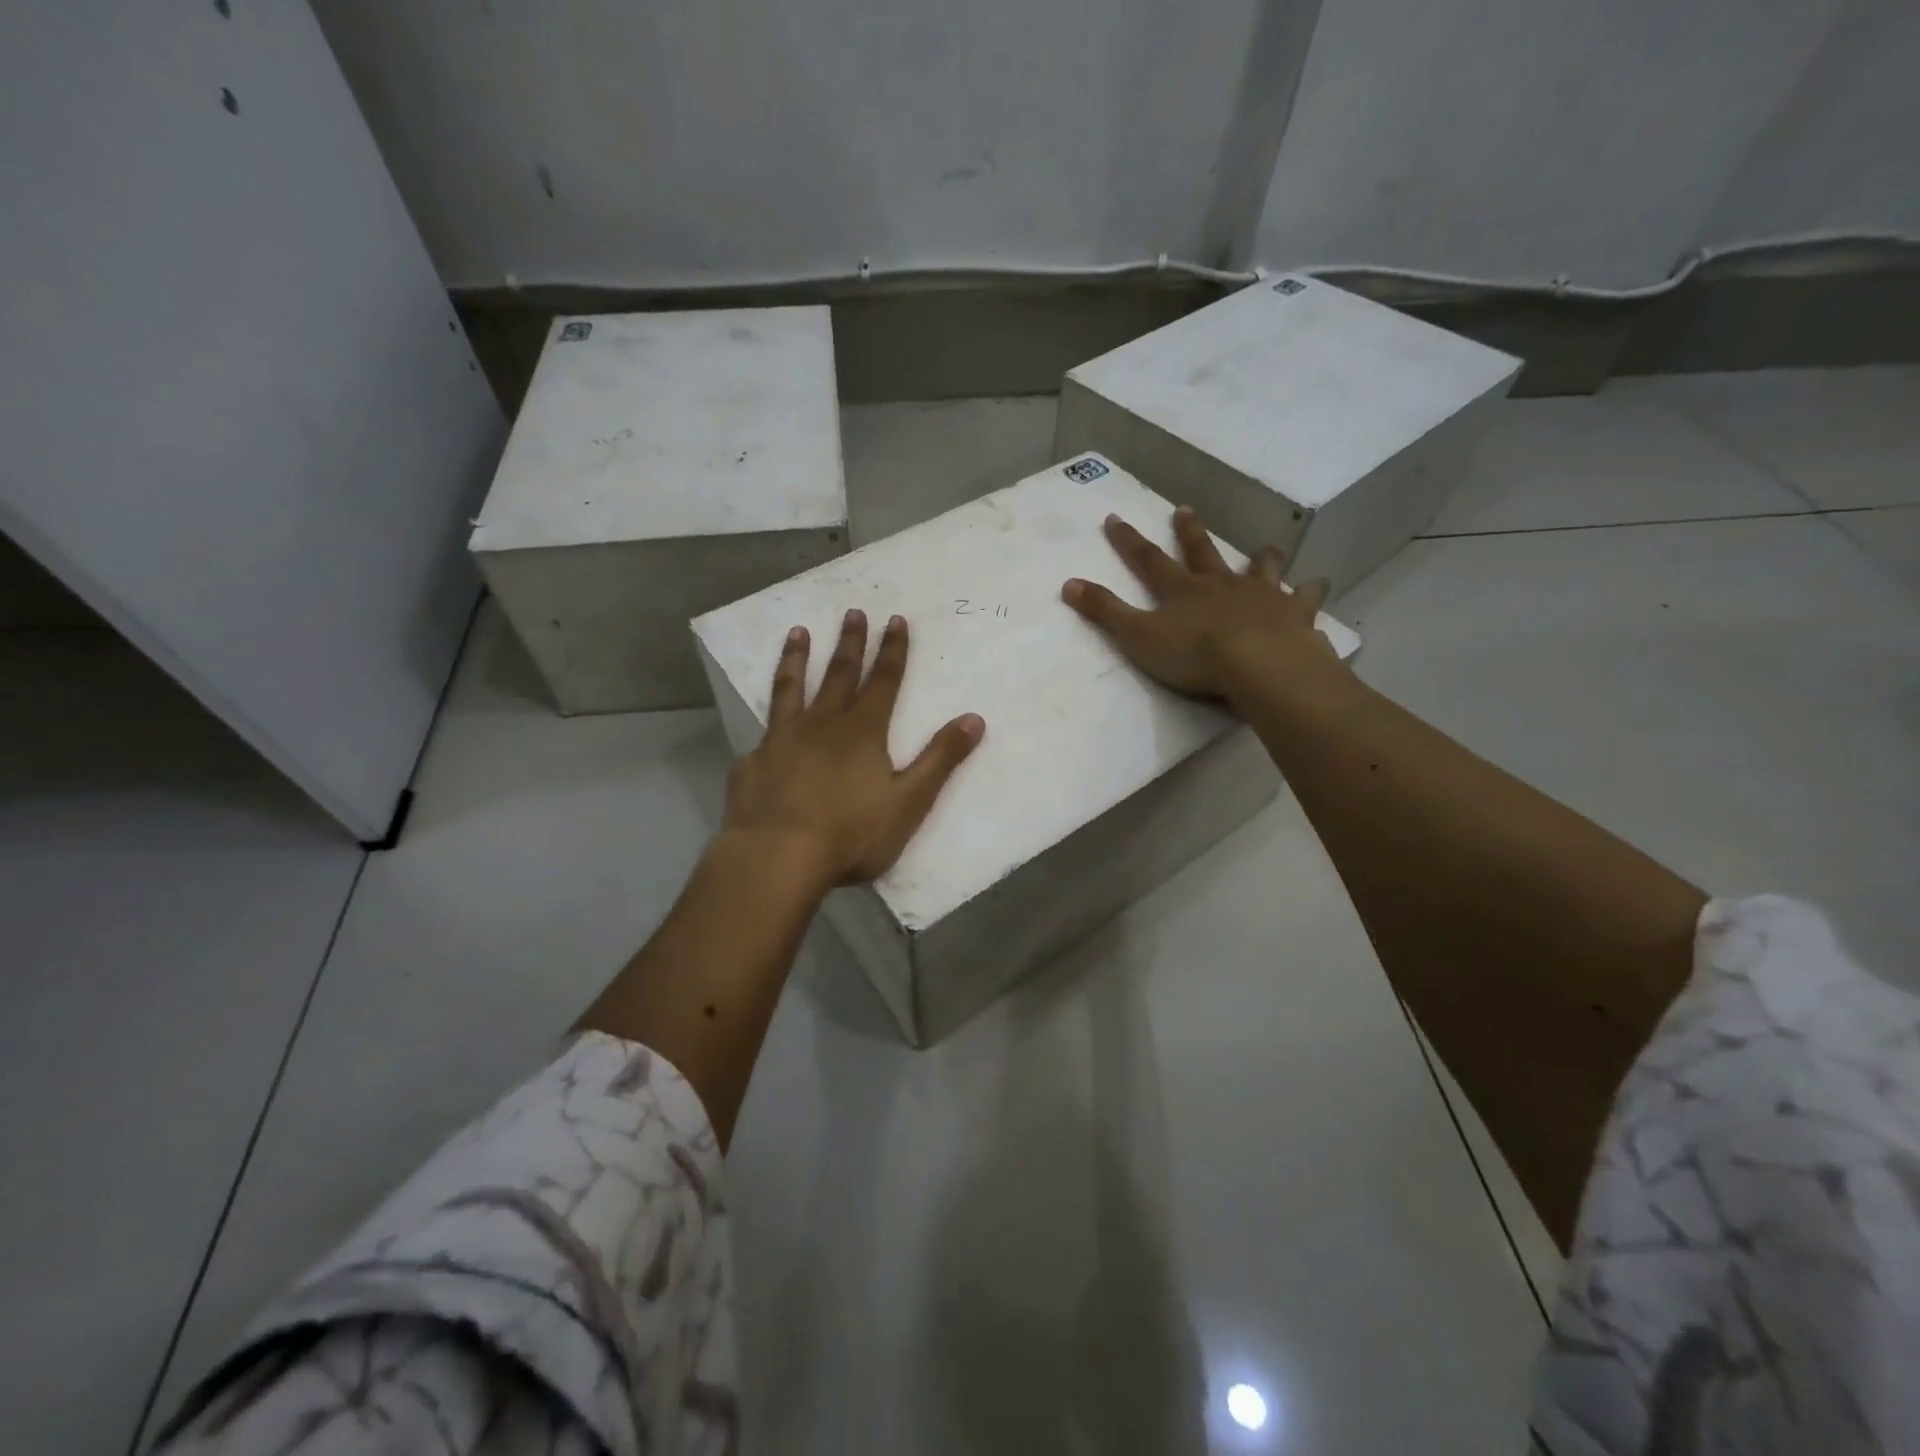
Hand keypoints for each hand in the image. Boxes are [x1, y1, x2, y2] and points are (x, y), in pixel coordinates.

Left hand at [723, 609, 985, 885]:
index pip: (883, 680)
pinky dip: (767, 723)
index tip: (894, 619)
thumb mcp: (909, 800)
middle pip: (839, 674)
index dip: (892, 650)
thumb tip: (974, 718)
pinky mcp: (753, 762)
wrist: (777, 856)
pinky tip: (765, 728)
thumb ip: (940, 759)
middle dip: (850, 643)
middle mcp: (821, 724)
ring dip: (797, 659)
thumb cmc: (851, 833)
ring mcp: (782, 740)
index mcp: (862, 731)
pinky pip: (763, 734)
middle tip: (853, 611)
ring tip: (797, 633)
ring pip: (791, 688)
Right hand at [1061, 506, 1340, 701]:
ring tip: (1265, 549)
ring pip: (1260, 568)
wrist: (1258, 665)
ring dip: (1259, 558)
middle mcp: (1220, 584)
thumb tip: (1067, 584)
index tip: (1114, 518)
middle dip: (1189, 533)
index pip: (1148, 560)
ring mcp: (1260, 596)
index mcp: (1181, 590)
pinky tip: (1318, 586)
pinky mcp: (1293, 614)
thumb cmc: (1194, 655)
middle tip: (1184, 511)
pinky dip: (1310, 591)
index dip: (1128, 541)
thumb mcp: (1138, 636)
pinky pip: (1305, 598)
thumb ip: (1104, 612)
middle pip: (1202, 553)